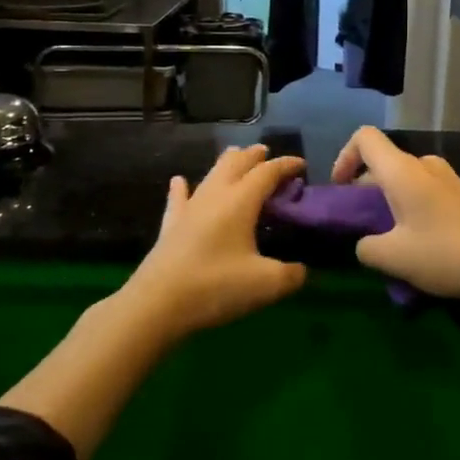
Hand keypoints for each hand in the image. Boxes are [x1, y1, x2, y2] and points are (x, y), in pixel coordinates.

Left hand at [121, 145, 307, 336]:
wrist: (157, 304)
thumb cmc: (216, 287)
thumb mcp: (267, 284)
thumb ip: (292, 274)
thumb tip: (301, 270)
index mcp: (241, 201)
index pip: (268, 172)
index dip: (287, 165)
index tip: (302, 165)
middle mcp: (215, 194)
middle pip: (237, 162)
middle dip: (255, 155)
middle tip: (269, 155)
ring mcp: (190, 207)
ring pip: (211, 173)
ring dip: (228, 162)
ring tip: (237, 156)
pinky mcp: (171, 225)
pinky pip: (178, 198)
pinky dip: (182, 187)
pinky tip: (179, 181)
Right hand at [330, 127, 459, 308]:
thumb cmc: (445, 254)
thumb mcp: (392, 258)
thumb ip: (365, 247)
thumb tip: (364, 242)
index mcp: (402, 171)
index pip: (364, 138)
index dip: (344, 157)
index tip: (341, 191)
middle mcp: (424, 165)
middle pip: (383, 162)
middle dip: (364, 189)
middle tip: (360, 226)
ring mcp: (447, 178)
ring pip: (404, 179)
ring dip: (388, 202)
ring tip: (387, 239)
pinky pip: (424, 191)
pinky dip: (410, 208)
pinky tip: (417, 243)